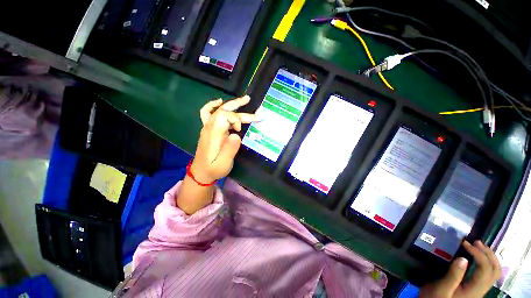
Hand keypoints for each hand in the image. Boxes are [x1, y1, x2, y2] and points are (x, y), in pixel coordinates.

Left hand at [190, 95, 256, 182]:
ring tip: (244, 100)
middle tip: (250, 100)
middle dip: (238, 106)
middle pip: (224, 111)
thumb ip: (230, 149)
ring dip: (232, 104)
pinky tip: (220, 101)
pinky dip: (213, 105)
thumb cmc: (214, 168)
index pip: (224, 116)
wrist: (201, 172)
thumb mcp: (224, 163)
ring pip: (219, 110)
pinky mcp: (208, 129)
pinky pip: (207, 113)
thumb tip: (237, 134)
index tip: (240, 130)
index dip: (236, 119)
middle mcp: (210, 127)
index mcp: (214, 134)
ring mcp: (207, 127)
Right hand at [420, 240, 500, 297]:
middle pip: (495, 270)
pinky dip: (486, 262)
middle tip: (476, 242)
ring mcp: (480, 289)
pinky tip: (477, 258)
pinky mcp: (476, 288)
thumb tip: (463, 258)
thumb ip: (453, 275)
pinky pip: (488, 274)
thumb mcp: (442, 289)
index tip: (465, 243)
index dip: (479, 254)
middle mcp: (481, 289)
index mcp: (474, 289)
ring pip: (494, 272)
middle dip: (488, 254)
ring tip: (478, 246)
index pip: (485, 268)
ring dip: (489, 257)